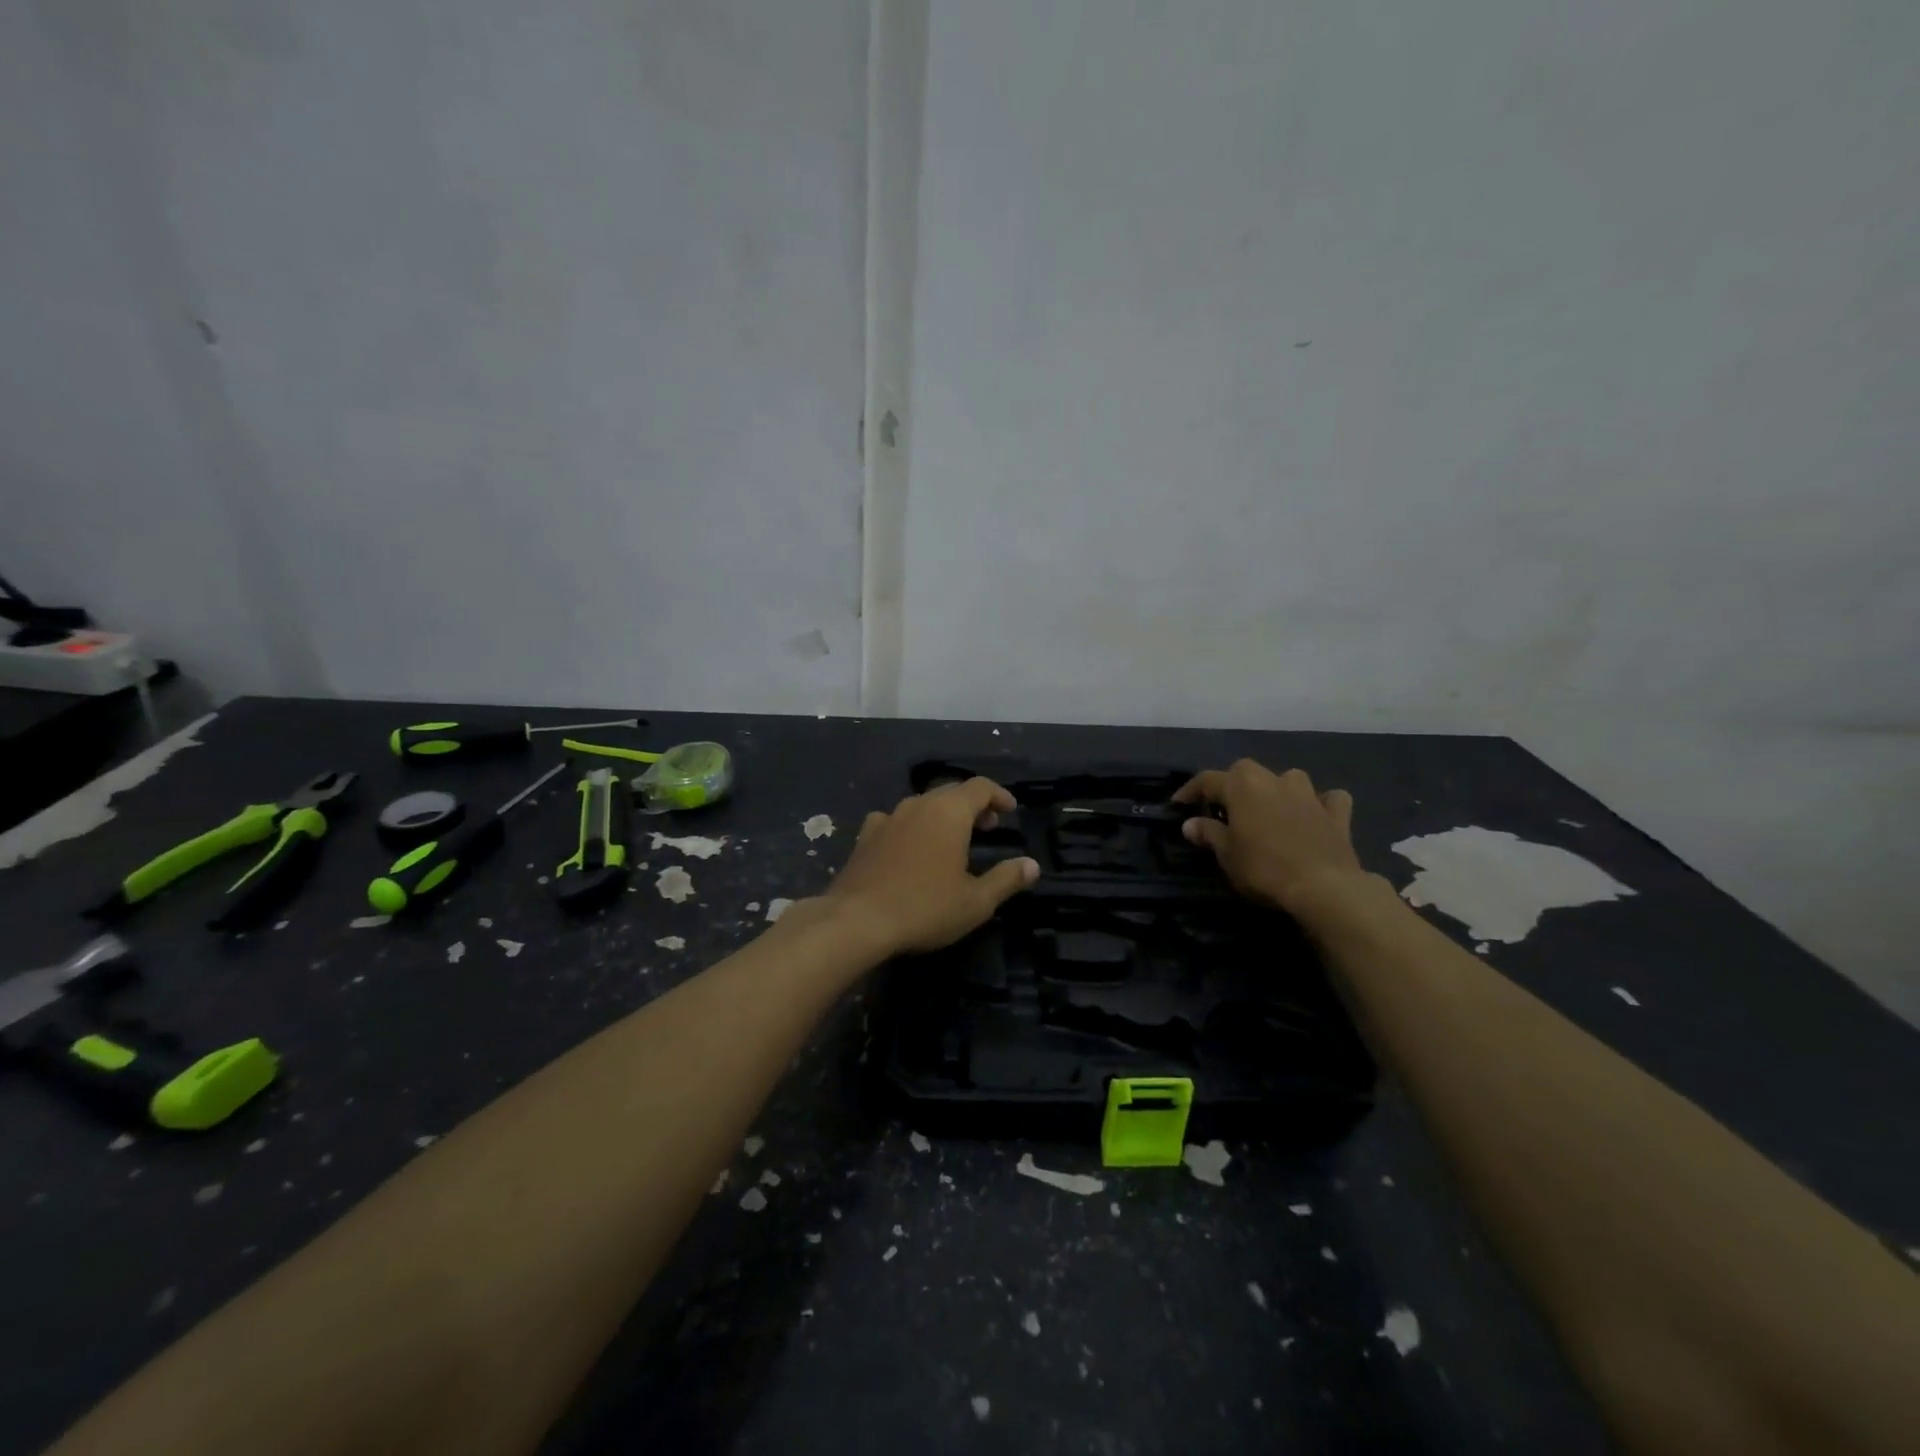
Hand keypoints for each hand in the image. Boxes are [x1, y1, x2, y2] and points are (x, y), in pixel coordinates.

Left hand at [824, 777, 1039, 955]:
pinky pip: (896, 821)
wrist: (855, 921)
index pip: (979, 787)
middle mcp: (918, 805)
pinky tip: (910, 846)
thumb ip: (1006, 879)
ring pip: (923, 805)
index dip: (998, 795)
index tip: (1010, 811)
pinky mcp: (865, 836)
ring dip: (942, 815)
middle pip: (951, 792)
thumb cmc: (924, 908)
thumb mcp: (976, 902)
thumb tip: (1032, 865)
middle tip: (988, 827)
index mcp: (949, 812)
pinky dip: (912, 827)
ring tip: (953, 839)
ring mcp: (887, 818)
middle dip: (973, 805)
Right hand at [1173, 759, 1367, 913]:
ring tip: (1270, 809)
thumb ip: (1208, 834)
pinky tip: (1316, 815)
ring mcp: (1309, 794)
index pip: (1207, 780)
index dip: (1190, 790)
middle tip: (1226, 808)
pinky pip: (1328, 799)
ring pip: (1289, 778)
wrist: (1324, 887)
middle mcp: (1274, 780)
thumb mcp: (1227, 854)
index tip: (1178, 804)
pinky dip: (1321, 804)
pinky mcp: (1336, 814)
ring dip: (1277, 789)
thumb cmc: (1264, 868)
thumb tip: (1190, 824)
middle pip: (1247, 771)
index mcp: (1242, 786)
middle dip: (1233, 784)